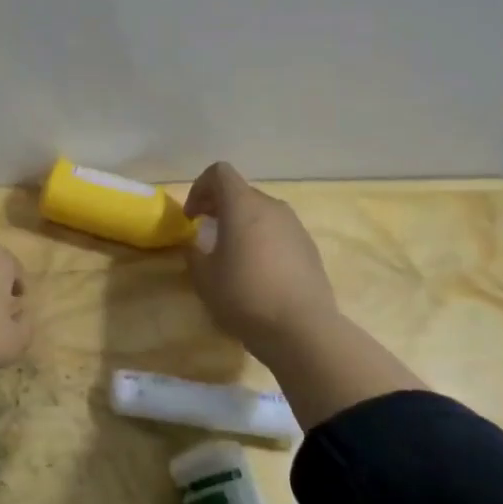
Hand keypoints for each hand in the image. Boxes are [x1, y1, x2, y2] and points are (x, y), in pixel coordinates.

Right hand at [184, 162, 338, 363]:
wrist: (302, 330)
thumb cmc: (244, 296)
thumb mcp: (203, 277)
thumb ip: (194, 253)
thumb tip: (195, 245)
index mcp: (243, 206)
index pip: (219, 173)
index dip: (200, 188)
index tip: (192, 217)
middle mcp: (272, 207)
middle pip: (241, 192)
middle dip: (219, 207)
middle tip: (206, 233)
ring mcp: (295, 227)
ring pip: (262, 212)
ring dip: (242, 224)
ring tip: (232, 254)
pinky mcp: (310, 248)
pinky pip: (279, 232)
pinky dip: (263, 240)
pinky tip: (258, 272)